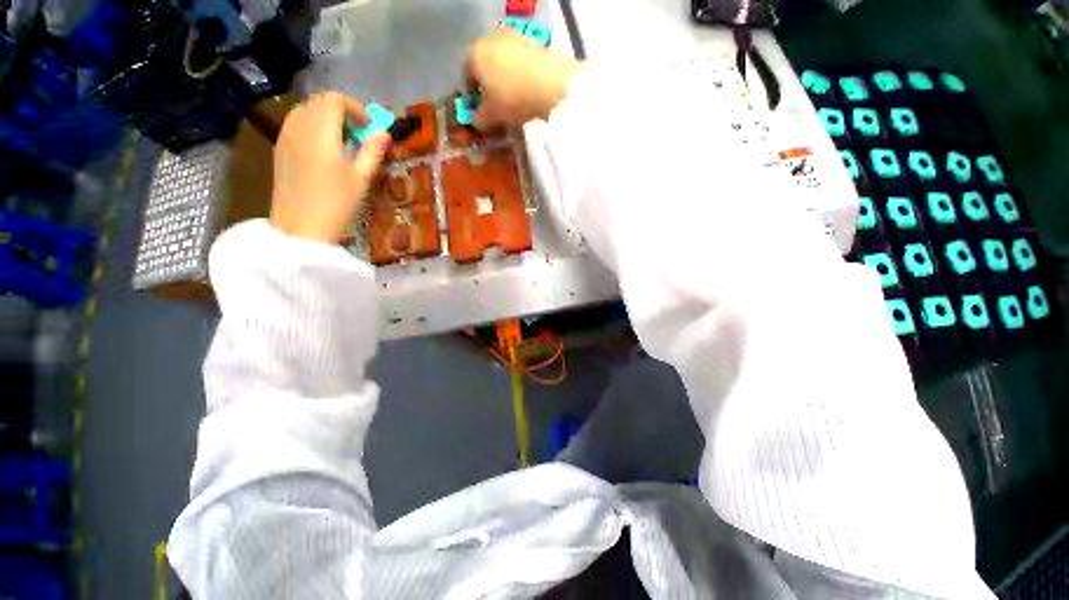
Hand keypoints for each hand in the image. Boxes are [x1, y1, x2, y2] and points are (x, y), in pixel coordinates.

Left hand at [271, 91, 390, 243]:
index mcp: (321, 131)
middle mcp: (299, 126)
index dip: (355, 107)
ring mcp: (285, 136)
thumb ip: (372, 152)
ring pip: (305, 110)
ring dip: (326, 117)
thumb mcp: (361, 178)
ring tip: (343, 139)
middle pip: (319, 101)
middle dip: (341, 110)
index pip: (334, 100)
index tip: (369, 125)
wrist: (300, 227)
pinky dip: (313, 125)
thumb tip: (385, 134)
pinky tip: (324, 147)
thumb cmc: (336, 203)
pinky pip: (296, 123)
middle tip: (358, 132)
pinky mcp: (280, 148)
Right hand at [465, 29, 583, 129]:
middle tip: (497, 107)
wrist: (551, 85)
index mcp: (473, 54)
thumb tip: (477, 120)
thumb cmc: (511, 99)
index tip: (480, 111)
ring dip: (506, 81)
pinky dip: (521, 77)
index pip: (465, 75)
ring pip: (503, 64)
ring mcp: (513, 38)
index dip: (472, 96)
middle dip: (489, 87)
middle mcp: (489, 40)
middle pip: (485, 66)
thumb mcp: (490, 117)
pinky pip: (520, 63)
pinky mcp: (533, 43)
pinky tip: (528, 94)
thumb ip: (478, 119)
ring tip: (515, 103)